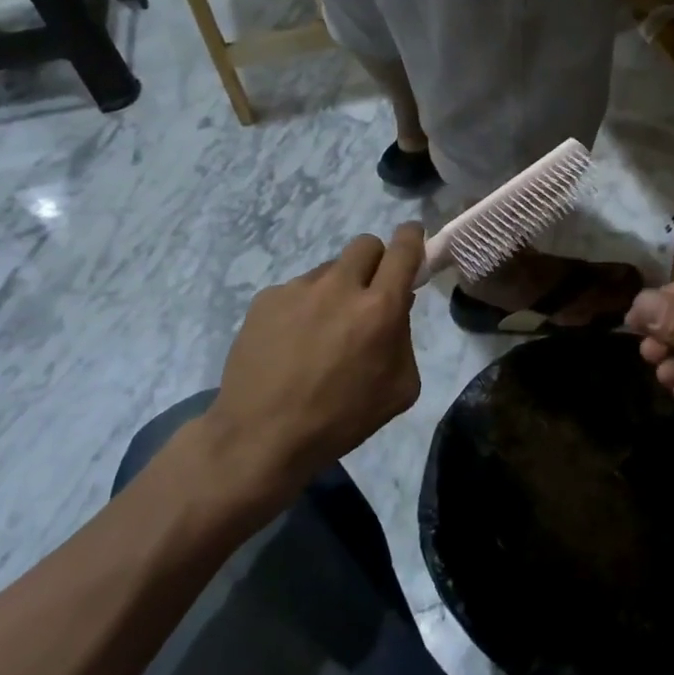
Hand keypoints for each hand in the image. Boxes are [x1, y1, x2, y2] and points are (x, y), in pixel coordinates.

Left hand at [194, 224, 424, 501]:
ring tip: (321, 332)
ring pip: (330, 270)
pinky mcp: (266, 299)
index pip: (403, 248)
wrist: (261, 437)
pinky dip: (303, 307)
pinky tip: (292, 343)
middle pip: (366, 244)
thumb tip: (397, 306)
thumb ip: (405, 337)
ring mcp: (298, 289)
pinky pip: (297, 290)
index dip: (411, 237)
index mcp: (379, 308)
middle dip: (375, 261)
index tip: (412, 240)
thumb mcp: (399, 388)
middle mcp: (340, 287)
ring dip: (337, 289)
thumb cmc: (341, 419)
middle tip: (367, 295)